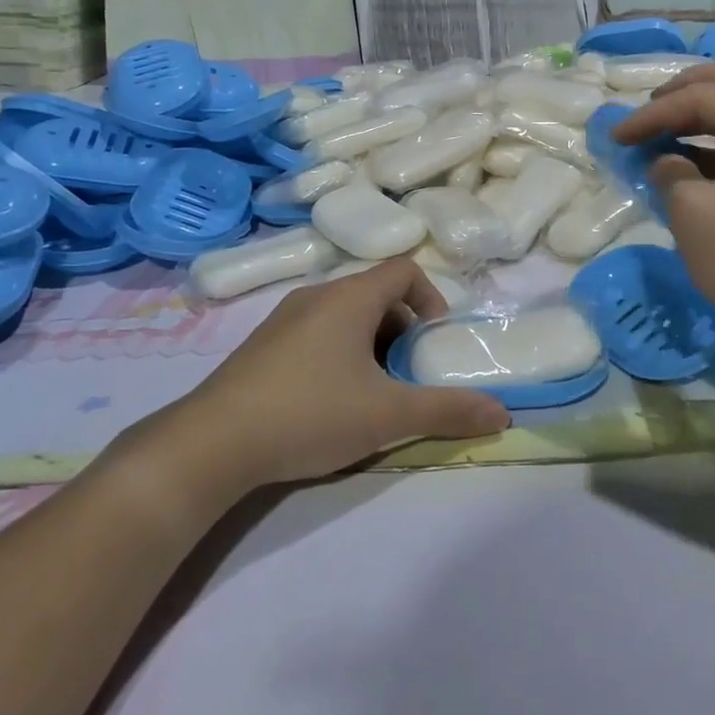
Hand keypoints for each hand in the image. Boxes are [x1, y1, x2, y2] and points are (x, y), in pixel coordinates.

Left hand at [127, 260, 510, 496]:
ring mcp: (283, 319)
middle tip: (408, 373)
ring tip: (372, 392)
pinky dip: (338, 353)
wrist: (211, 444)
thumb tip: (503, 413)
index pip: (404, 271)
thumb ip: (448, 410)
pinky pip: (315, 333)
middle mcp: (316, 296)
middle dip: (402, 329)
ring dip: (370, 344)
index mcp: (349, 298)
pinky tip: (328, 401)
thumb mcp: (388, 416)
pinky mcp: (261, 346)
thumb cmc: (310, 414)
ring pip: (344, 316)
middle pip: (376, 294)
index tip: (433, 343)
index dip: (431, 299)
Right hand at [612, 62, 714, 360]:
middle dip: (691, 88)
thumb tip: (664, 161)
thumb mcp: (694, 212)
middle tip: (653, 107)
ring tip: (662, 131)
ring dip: (706, 114)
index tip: (616, 135)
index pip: (706, 99)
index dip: (654, 114)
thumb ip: (670, 172)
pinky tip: (686, 162)